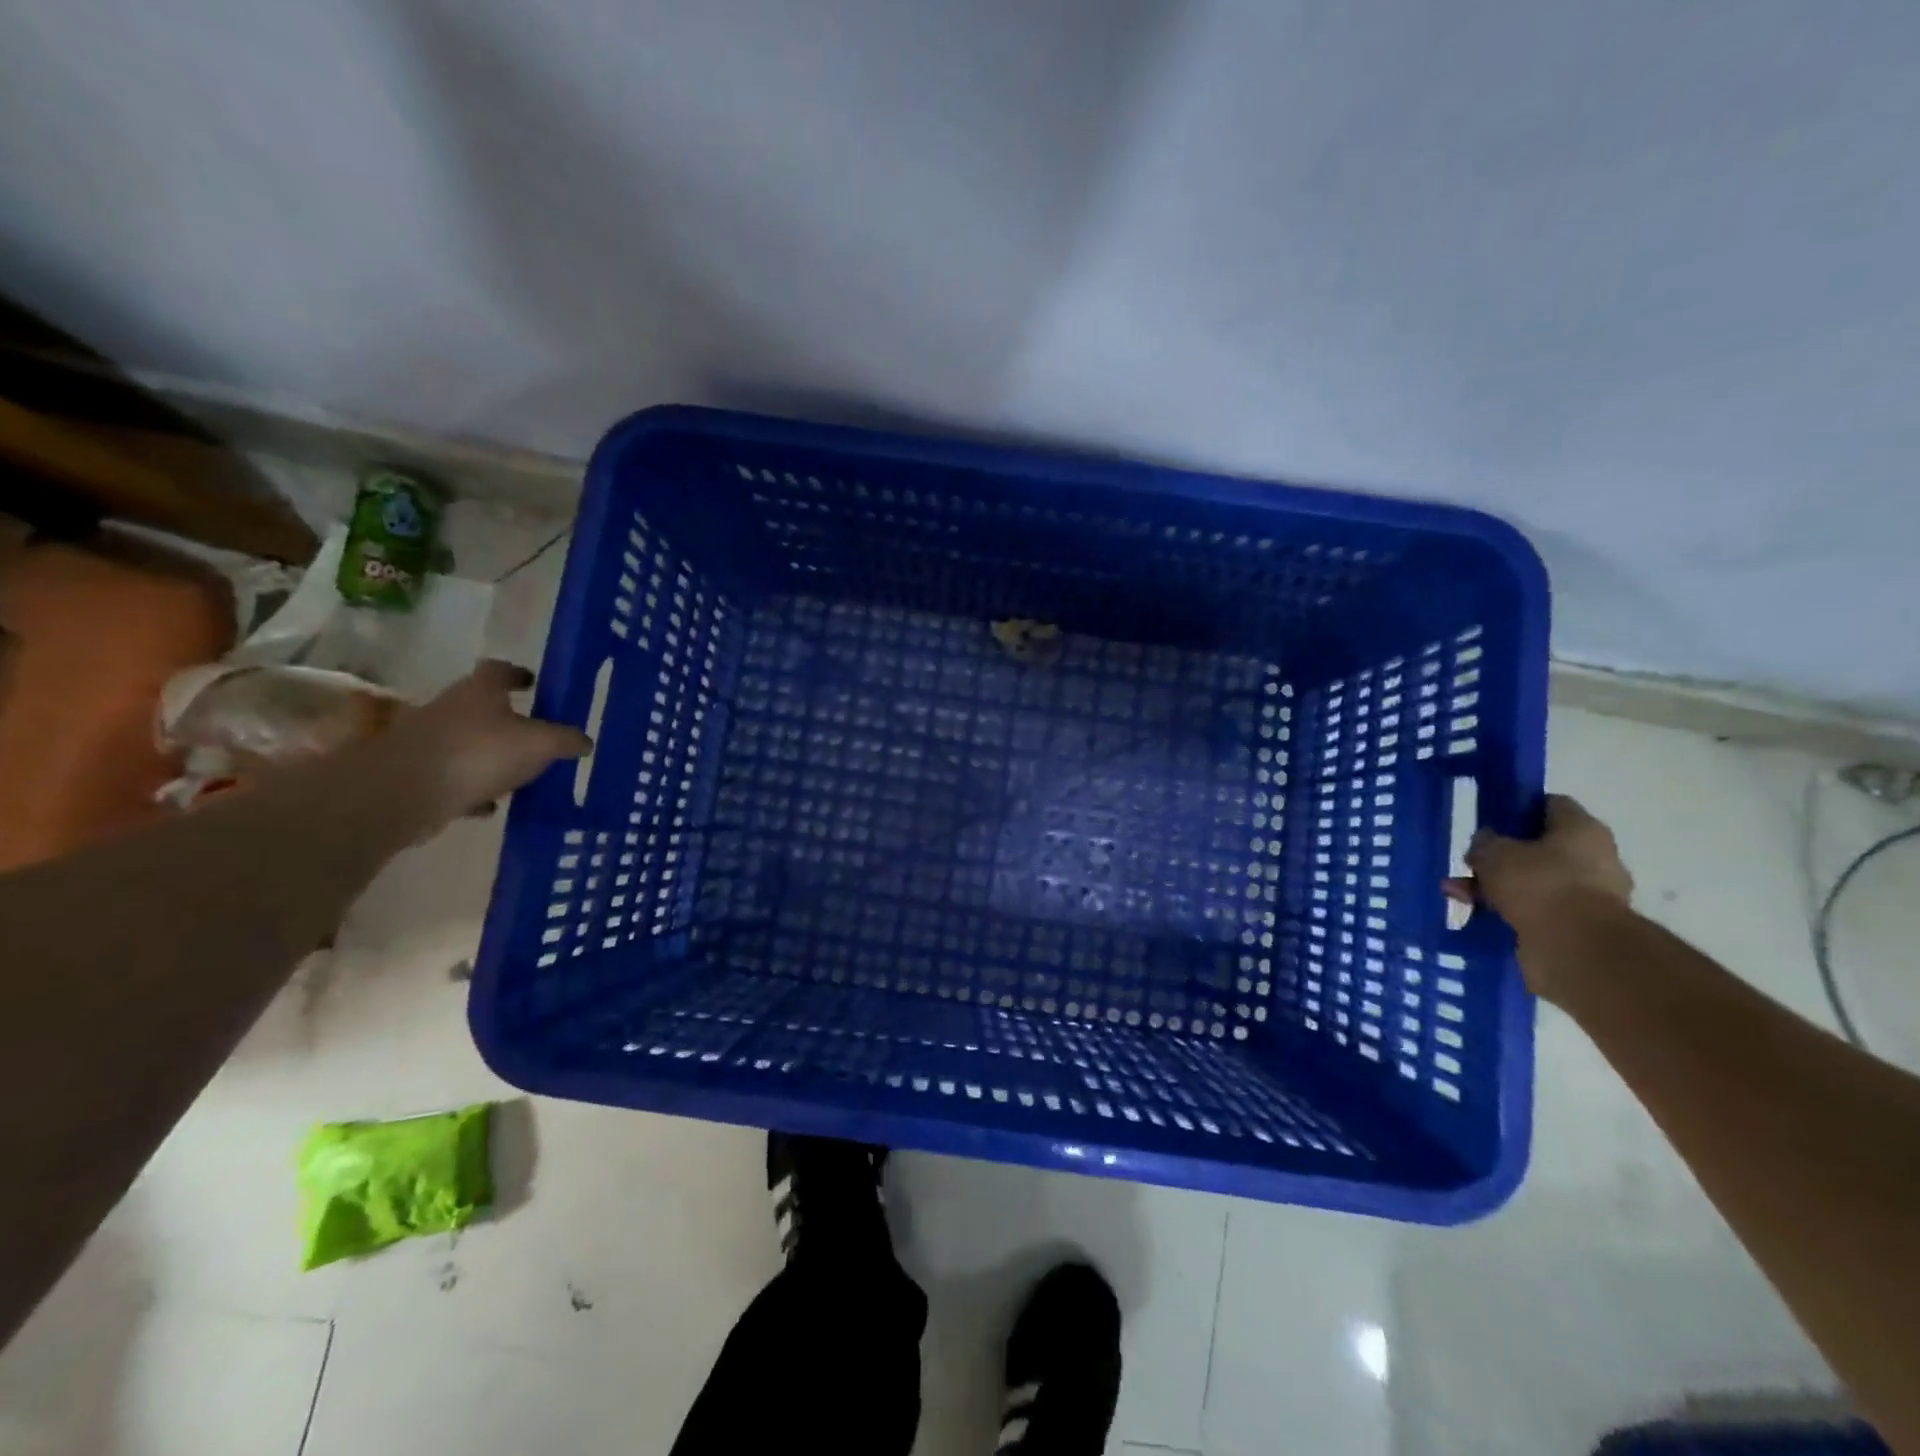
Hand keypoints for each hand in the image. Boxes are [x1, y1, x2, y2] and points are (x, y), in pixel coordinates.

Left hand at [376, 660, 591, 829]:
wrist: (404, 792)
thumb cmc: (479, 753)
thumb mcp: (539, 744)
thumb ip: (565, 740)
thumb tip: (586, 741)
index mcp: (479, 692)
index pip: (499, 670)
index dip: (517, 674)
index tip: (532, 682)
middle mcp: (449, 708)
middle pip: (480, 706)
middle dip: (505, 718)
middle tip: (534, 733)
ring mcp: (427, 741)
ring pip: (465, 742)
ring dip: (488, 755)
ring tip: (516, 772)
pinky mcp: (416, 774)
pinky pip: (451, 776)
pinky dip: (471, 787)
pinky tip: (489, 804)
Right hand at [1445, 794, 1633, 943]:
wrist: (1576, 948)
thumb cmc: (1539, 884)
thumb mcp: (1494, 853)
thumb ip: (1485, 842)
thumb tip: (1486, 844)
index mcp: (1582, 830)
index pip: (1551, 806)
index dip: (1518, 808)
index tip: (1490, 819)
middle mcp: (1593, 859)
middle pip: (1539, 848)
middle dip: (1500, 856)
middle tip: (1469, 863)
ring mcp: (1587, 895)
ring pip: (1531, 882)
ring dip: (1495, 887)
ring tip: (1457, 894)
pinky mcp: (1575, 926)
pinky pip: (1533, 910)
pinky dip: (1506, 911)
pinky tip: (1475, 914)